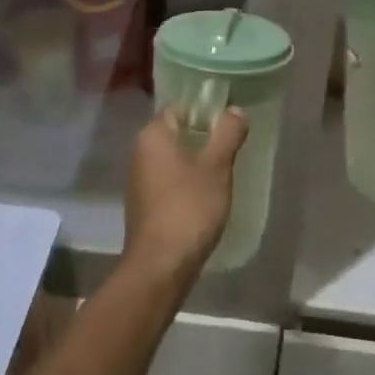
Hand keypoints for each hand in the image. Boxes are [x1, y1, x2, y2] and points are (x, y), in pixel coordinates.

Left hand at [122, 106, 248, 287]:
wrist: (160, 266)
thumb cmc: (189, 207)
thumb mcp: (217, 166)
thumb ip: (228, 133)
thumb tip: (235, 110)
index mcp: (153, 135)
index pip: (180, 108)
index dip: (205, 111)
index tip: (229, 122)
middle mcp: (140, 152)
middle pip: (176, 133)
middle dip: (203, 138)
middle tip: (231, 147)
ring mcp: (140, 180)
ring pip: (173, 159)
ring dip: (196, 163)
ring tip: (224, 172)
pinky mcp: (145, 205)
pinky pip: (169, 182)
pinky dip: (187, 184)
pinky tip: (206, 197)